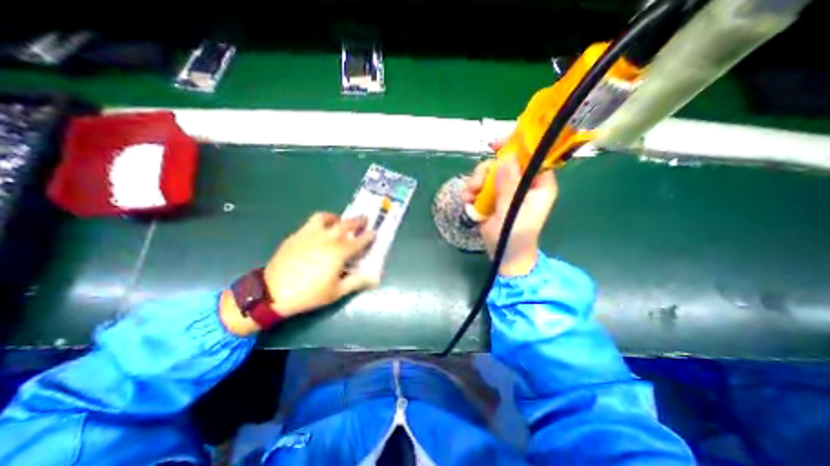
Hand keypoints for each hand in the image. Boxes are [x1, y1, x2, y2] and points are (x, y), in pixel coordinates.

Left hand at [264, 211, 377, 316]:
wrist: (273, 293)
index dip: (369, 236)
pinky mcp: (296, 235)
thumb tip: (375, 277)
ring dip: (336, 217)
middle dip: (357, 220)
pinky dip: (321, 223)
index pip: (359, 240)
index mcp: (338, 252)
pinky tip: (320, 231)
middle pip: (345, 224)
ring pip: (325, 217)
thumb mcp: (337, 292)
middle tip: (364, 219)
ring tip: (339, 221)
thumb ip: (357, 281)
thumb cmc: (309, 293)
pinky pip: (311, 223)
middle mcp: (326, 238)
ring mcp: (309, 234)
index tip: (375, 232)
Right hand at [465, 152, 556, 274]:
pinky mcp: (491, 197)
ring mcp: (505, 190)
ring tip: (469, 196)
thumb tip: (507, 159)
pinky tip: (467, 200)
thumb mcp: (513, 210)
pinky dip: (471, 191)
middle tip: (475, 184)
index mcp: (537, 183)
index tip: (496, 145)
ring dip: (475, 182)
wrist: (504, 254)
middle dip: (486, 171)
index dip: (516, 147)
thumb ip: (510, 186)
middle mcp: (522, 183)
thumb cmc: (516, 235)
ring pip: (488, 173)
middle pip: (503, 163)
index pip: (531, 157)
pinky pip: (480, 185)